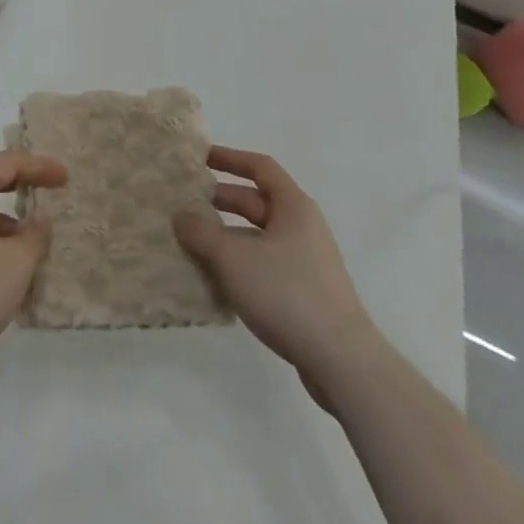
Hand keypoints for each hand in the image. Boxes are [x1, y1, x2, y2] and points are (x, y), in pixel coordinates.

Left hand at [0, 151, 67, 366]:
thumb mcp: (13, 266)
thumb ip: (33, 238)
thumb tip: (39, 218)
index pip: (8, 163)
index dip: (39, 167)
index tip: (65, 177)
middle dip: (21, 190)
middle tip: (49, 199)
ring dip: (6, 225)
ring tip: (31, 252)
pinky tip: (1, 276)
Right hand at [173, 146, 382, 408]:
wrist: (343, 364)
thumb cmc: (288, 294)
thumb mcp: (234, 259)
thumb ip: (202, 232)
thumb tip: (180, 215)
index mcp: (294, 207)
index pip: (260, 166)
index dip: (229, 158)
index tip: (200, 159)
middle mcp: (302, 228)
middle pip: (256, 202)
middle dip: (220, 201)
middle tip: (185, 204)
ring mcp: (306, 263)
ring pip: (258, 237)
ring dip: (226, 237)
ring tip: (192, 244)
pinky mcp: (305, 295)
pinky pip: (265, 266)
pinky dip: (240, 265)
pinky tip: (216, 281)